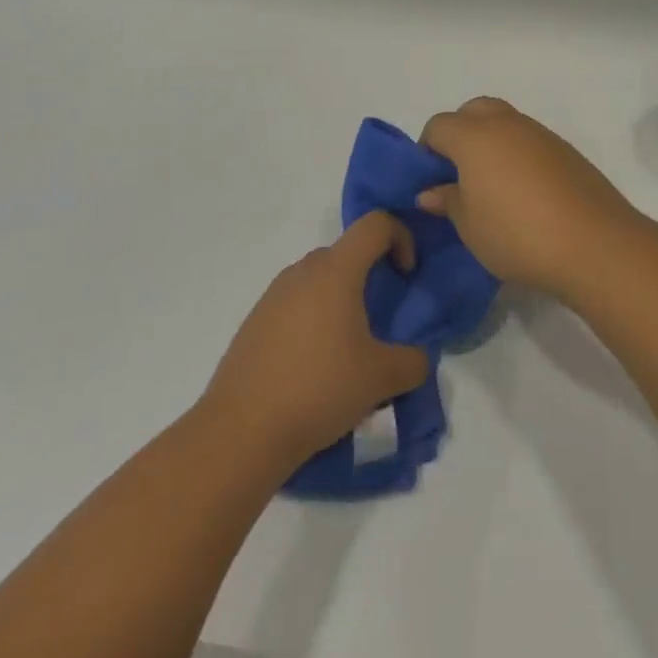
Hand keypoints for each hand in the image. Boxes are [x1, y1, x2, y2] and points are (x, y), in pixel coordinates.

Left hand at [201, 213, 430, 465]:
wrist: (239, 433)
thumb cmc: (318, 389)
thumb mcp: (381, 379)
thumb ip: (413, 362)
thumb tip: (417, 358)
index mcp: (336, 270)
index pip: (376, 224)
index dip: (401, 237)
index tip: (406, 275)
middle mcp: (303, 271)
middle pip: (347, 252)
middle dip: (372, 275)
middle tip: (382, 319)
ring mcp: (273, 296)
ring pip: (320, 280)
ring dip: (342, 301)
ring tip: (349, 351)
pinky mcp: (254, 323)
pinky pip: (296, 305)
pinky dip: (314, 321)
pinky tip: (314, 369)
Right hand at [419, 97, 643, 300]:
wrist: (594, 242)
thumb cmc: (517, 234)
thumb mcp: (470, 226)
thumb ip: (448, 201)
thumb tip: (430, 191)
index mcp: (475, 136)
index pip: (439, 126)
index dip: (427, 149)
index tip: (430, 180)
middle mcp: (507, 124)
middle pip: (474, 110)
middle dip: (460, 132)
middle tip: (459, 173)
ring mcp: (541, 134)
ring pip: (505, 122)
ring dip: (492, 142)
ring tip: (492, 185)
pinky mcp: (566, 150)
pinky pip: (530, 140)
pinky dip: (518, 154)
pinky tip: (524, 192)